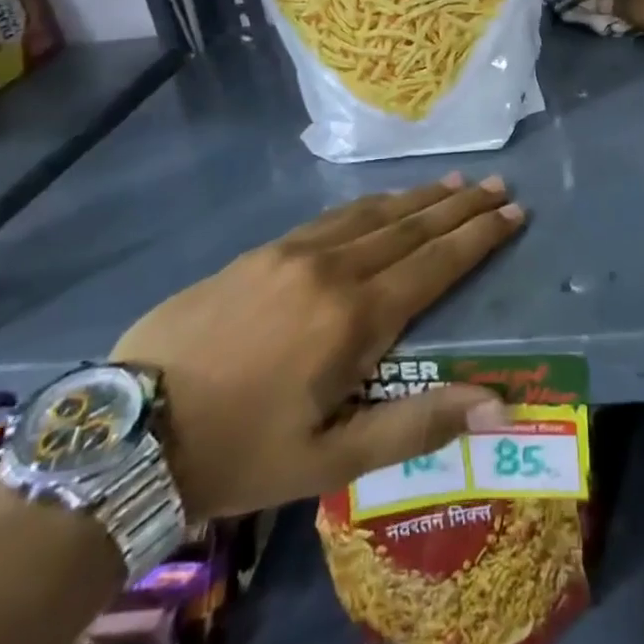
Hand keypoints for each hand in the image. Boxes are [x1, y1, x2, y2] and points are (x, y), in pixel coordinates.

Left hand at [113, 174, 524, 519]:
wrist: (130, 431)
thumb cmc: (241, 453)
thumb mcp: (332, 460)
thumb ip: (418, 425)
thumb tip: (500, 406)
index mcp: (355, 317)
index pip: (436, 263)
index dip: (479, 236)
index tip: (513, 212)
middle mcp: (332, 269)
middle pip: (411, 226)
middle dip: (459, 206)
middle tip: (497, 185)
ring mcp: (292, 252)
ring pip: (372, 213)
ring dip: (418, 198)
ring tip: (452, 184)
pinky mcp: (261, 251)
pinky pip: (332, 217)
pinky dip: (371, 205)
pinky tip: (382, 202)